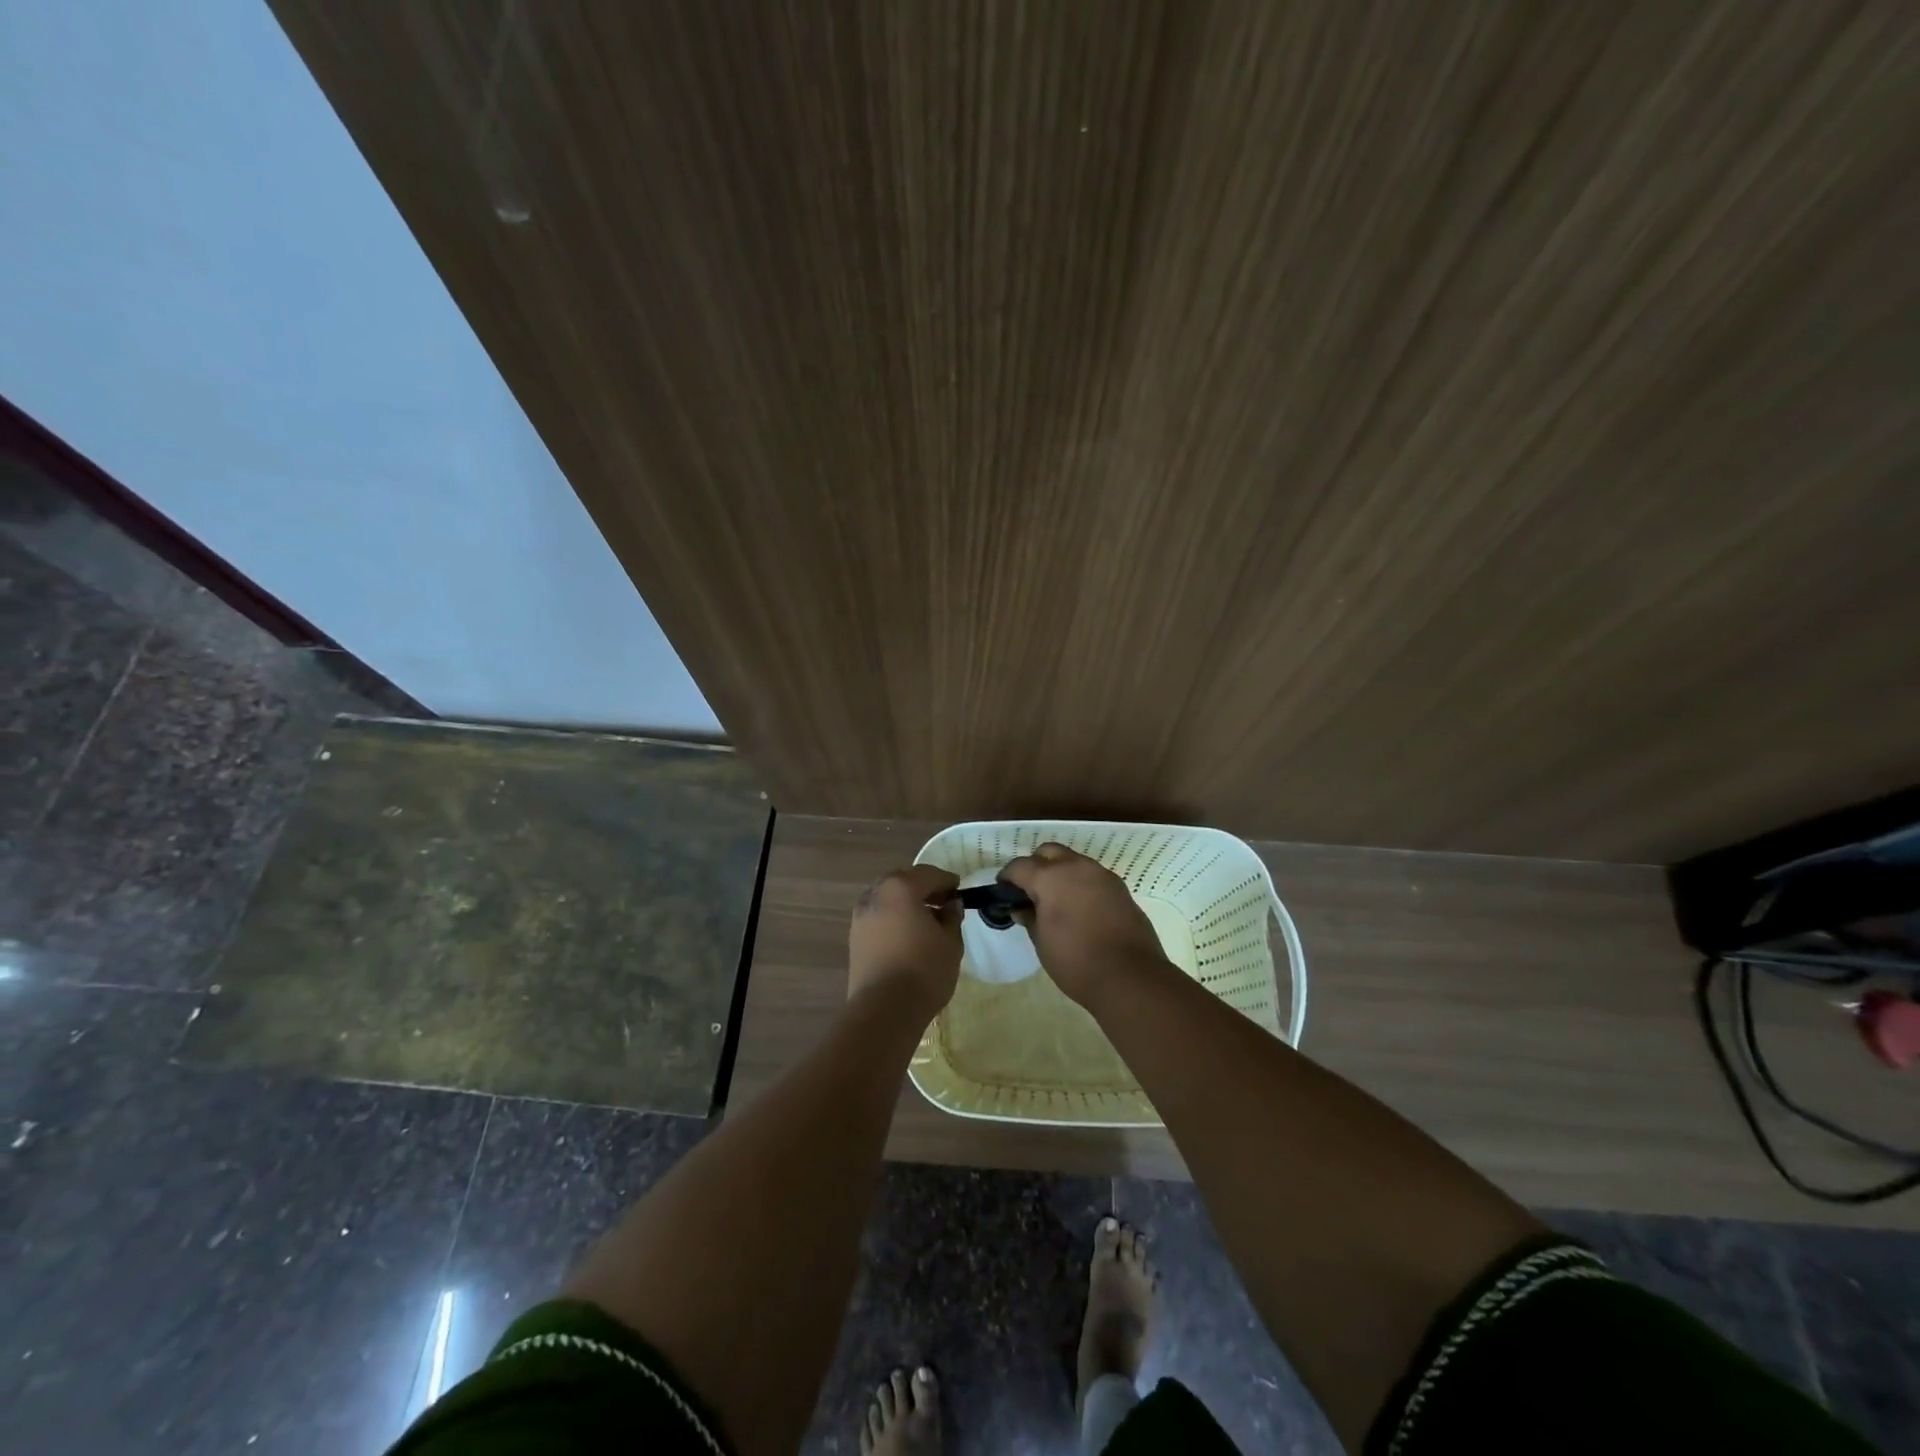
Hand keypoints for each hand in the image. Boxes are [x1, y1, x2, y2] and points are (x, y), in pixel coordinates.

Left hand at [848, 864, 961, 1018]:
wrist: (884, 1009)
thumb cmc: (924, 970)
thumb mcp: (951, 942)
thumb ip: (951, 917)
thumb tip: (951, 905)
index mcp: (901, 887)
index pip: (929, 874)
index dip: (947, 881)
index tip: (959, 889)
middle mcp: (876, 894)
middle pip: (903, 881)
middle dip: (924, 888)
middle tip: (943, 901)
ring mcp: (861, 915)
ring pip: (888, 898)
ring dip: (906, 902)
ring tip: (926, 920)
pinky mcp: (854, 936)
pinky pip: (879, 916)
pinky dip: (894, 917)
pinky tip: (908, 933)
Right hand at [998, 843, 1167, 1006]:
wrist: (1130, 976)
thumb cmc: (1076, 961)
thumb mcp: (1042, 942)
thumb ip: (1029, 918)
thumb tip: (1020, 908)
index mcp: (1051, 877)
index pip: (1020, 866)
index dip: (1007, 877)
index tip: (1003, 891)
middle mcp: (1076, 867)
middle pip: (1048, 852)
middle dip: (1035, 865)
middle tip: (1030, 891)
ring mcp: (1102, 874)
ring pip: (1073, 861)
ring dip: (1060, 872)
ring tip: (1055, 900)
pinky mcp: (1120, 887)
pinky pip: (1092, 876)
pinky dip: (1080, 883)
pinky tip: (1079, 907)